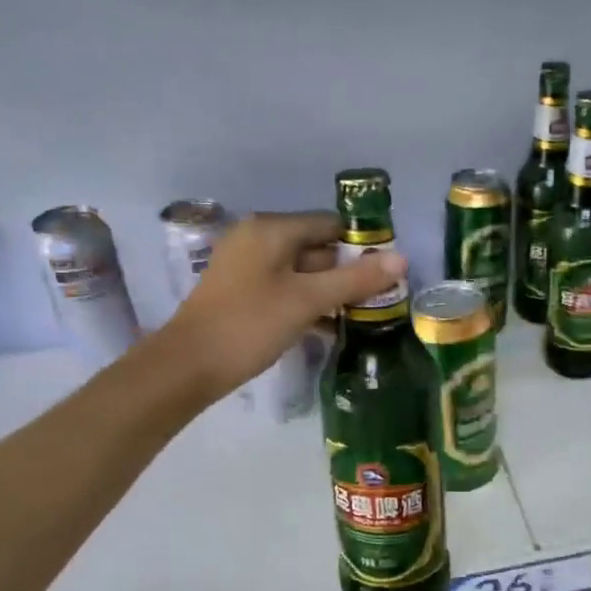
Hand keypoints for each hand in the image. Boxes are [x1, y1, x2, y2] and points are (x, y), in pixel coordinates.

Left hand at [160, 211, 406, 401]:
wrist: (188, 366)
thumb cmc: (250, 325)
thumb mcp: (308, 300)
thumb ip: (356, 279)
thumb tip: (402, 258)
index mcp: (272, 229)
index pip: (330, 225)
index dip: (362, 245)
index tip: (387, 274)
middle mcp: (258, 238)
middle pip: (317, 247)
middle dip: (348, 272)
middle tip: (380, 301)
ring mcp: (247, 266)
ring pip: (303, 271)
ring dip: (331, 292)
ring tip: (362, 317)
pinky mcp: (243, 292)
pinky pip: (286, 288)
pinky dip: (308, 302)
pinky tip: (330, 327)